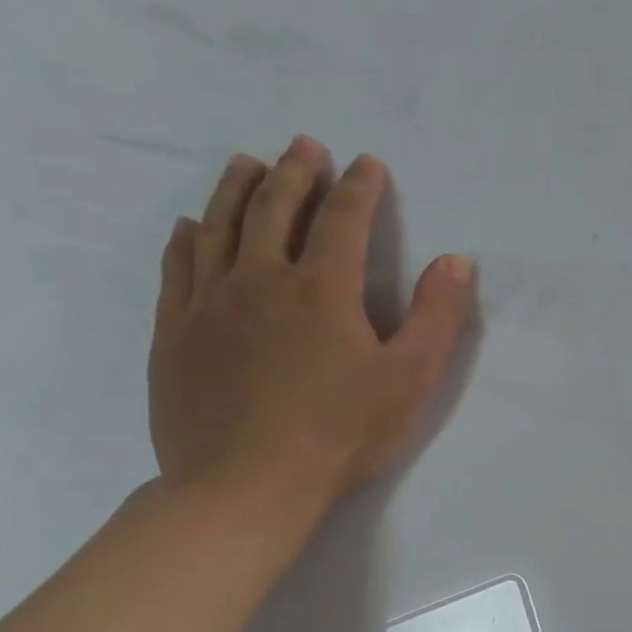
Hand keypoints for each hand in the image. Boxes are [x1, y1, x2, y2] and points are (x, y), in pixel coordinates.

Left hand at [149, 137, 475, 526]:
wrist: (246, 485)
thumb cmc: (342, 432)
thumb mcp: (410, 378)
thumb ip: (437, 316)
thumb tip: (455, 260)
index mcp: (324, 289)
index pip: (345, 220)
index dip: (360, 188)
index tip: (368, 164)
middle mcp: (262, 279)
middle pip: (277, 209)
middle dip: (297, 172)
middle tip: (305, 146)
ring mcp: (210, 302)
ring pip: (221, 226)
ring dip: (238, 189)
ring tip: (248, 163)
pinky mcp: (176, 331)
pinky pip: (179, 267)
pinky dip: (189, 237)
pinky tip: (193, 225)